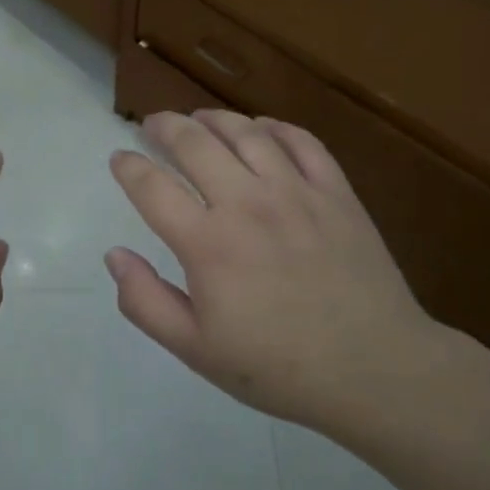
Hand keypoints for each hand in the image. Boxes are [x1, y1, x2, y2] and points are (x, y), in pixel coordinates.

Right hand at [106, 110, 450, 436]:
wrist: (375, 370)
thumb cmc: (278, 367)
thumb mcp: (195, 350)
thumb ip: (145, 302)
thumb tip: (114, 255)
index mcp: (207, 244)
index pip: (152, 187)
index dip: (128, 167)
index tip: (119, 158)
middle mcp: (247, 204)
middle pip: (194, 143)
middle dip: (164, 126)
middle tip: (152, 124)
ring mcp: (295, 192)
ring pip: (245, 132)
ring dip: (213, 118)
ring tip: (199, 119)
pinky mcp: (336, 192)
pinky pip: (301, 141)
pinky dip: (274, 127)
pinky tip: (261, 128)